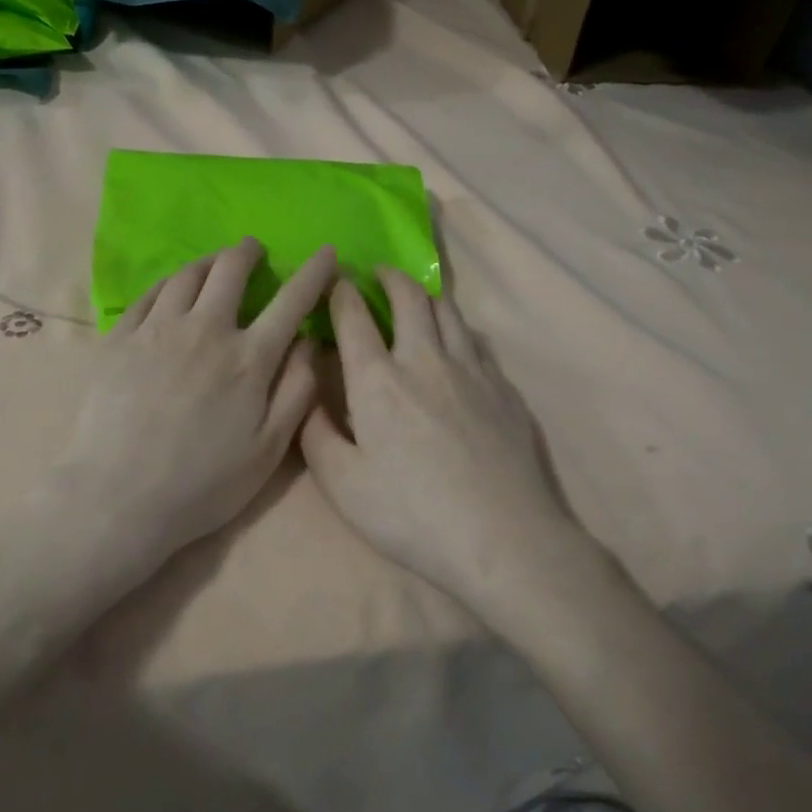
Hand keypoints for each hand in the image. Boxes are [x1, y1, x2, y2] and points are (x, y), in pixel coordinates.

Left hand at [54, 238, 335, 581]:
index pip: (291, 301)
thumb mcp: (268, 450)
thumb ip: (297, 392)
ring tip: (214, 262)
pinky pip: (148, 294)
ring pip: (187, 275)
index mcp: (248, 359)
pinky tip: (171, 287)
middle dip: (248, 252)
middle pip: (230, 270)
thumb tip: (311, 343)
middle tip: (253, 249)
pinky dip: (168, 282)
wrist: (118, 495)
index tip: (326, 253)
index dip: (313, 273)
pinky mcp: (120, 338)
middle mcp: (205, 330)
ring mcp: (157, 329)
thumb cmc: (202, 484)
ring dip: (207, 261)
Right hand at [300, 271, 582, 608]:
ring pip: (449, 313)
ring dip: (426, 296)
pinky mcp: (505, 389)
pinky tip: (457, 343)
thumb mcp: (342, 484)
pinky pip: (477, 341)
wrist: (503, 538)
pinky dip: (458, 328)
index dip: (340, 292)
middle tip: (377, 274)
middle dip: (389, 278)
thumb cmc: (411, 514)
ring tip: (416, 298)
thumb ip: (315, 432)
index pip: (354, 318)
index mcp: (378, 381)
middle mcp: (426, 360)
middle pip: (410, 299)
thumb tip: (307, 392)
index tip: (334, 280)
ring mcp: (473, 371)